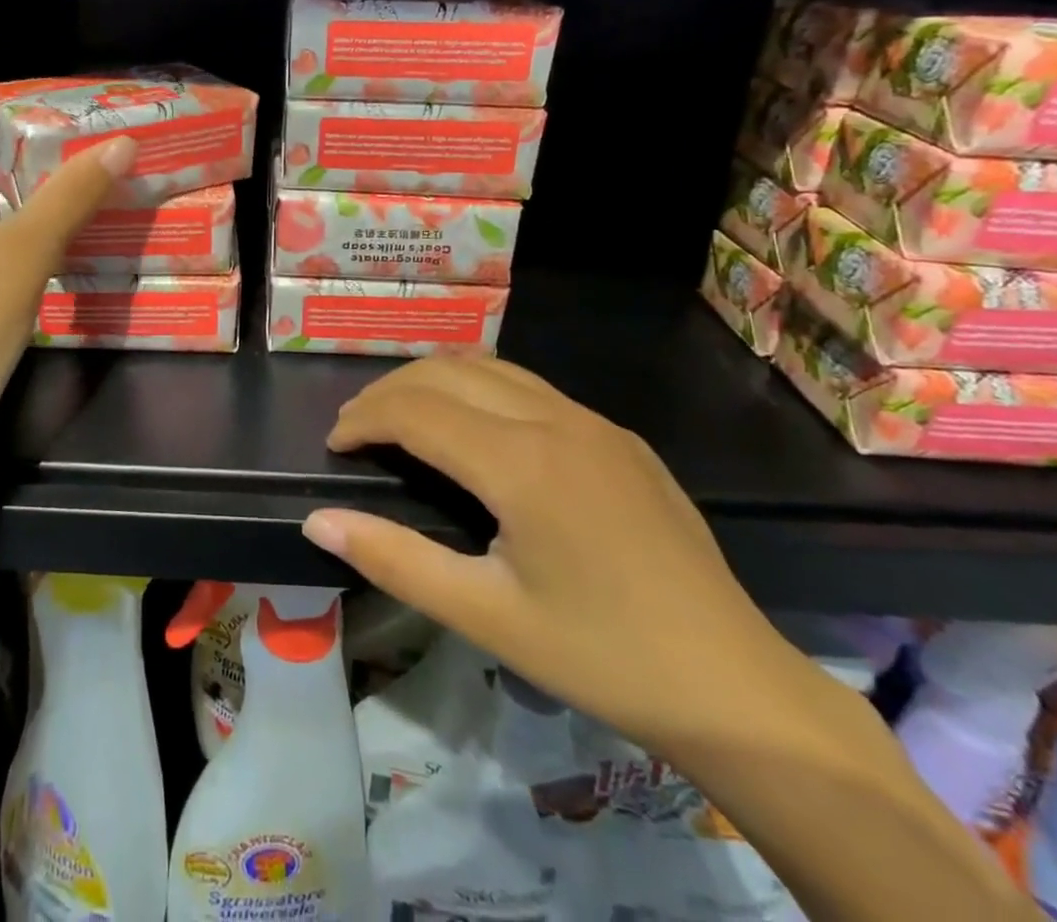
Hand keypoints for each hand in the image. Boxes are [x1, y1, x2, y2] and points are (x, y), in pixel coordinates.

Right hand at [302, 355, 816, 756]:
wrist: (738, 688)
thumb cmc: (602, 656)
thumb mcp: (486, 617)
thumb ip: (395, 560)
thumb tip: (319, 522)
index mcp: (521, 461)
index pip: (415, 409)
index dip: (363, 419)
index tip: (335, 446)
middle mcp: (556, 420)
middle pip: (447, 372)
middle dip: (390, 391)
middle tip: (357, 429)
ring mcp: (594, 423)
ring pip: (491, 368)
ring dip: (435, 383)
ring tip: (402, 420)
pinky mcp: (619, 438)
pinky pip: (531, 389)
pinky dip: (480, 391)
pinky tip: (475, 435)